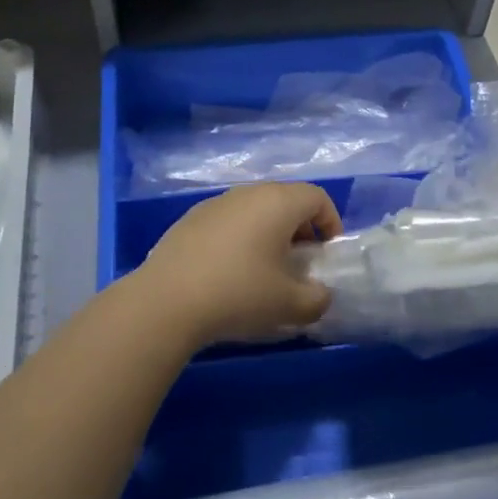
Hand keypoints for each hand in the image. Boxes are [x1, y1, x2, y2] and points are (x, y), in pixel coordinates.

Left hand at [131, 183, 341, 346]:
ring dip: (268, 233)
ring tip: (264, 270)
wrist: (166, 301)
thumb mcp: (290, 305)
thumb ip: (317, 299)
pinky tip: (229, 273)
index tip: (327, 254)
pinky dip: (240, 238)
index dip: (331, 223)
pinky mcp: (189, 219)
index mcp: (278, 202)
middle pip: (285, 200)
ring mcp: (215, 203)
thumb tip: (320, 295)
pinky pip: (228, 221)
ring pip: (255, 210)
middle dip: (301, 229)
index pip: (317, 198)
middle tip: (300, 263)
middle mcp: (248, 193)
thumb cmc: (239, 294)